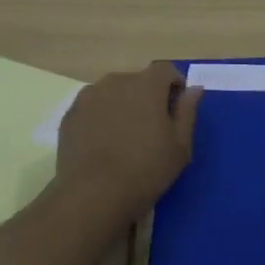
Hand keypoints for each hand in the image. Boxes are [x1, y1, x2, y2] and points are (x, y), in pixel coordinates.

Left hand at [54, 62, 202, 226]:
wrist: (92, 195)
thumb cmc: (145, 170)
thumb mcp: (180, 146)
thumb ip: (187, 111)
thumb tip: (193, 89)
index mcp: (147, 84)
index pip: (165, 70)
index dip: (174, 85)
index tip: (176, 109)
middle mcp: (117, 81)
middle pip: (138, 81)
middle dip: (147, 97)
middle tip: (151, 128)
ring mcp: (89, 96)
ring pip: (113, 93)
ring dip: (122, 105)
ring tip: (124, 136)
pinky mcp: (71, 114)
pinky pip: (93, 107)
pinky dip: (100, 117)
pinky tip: (102, 144)